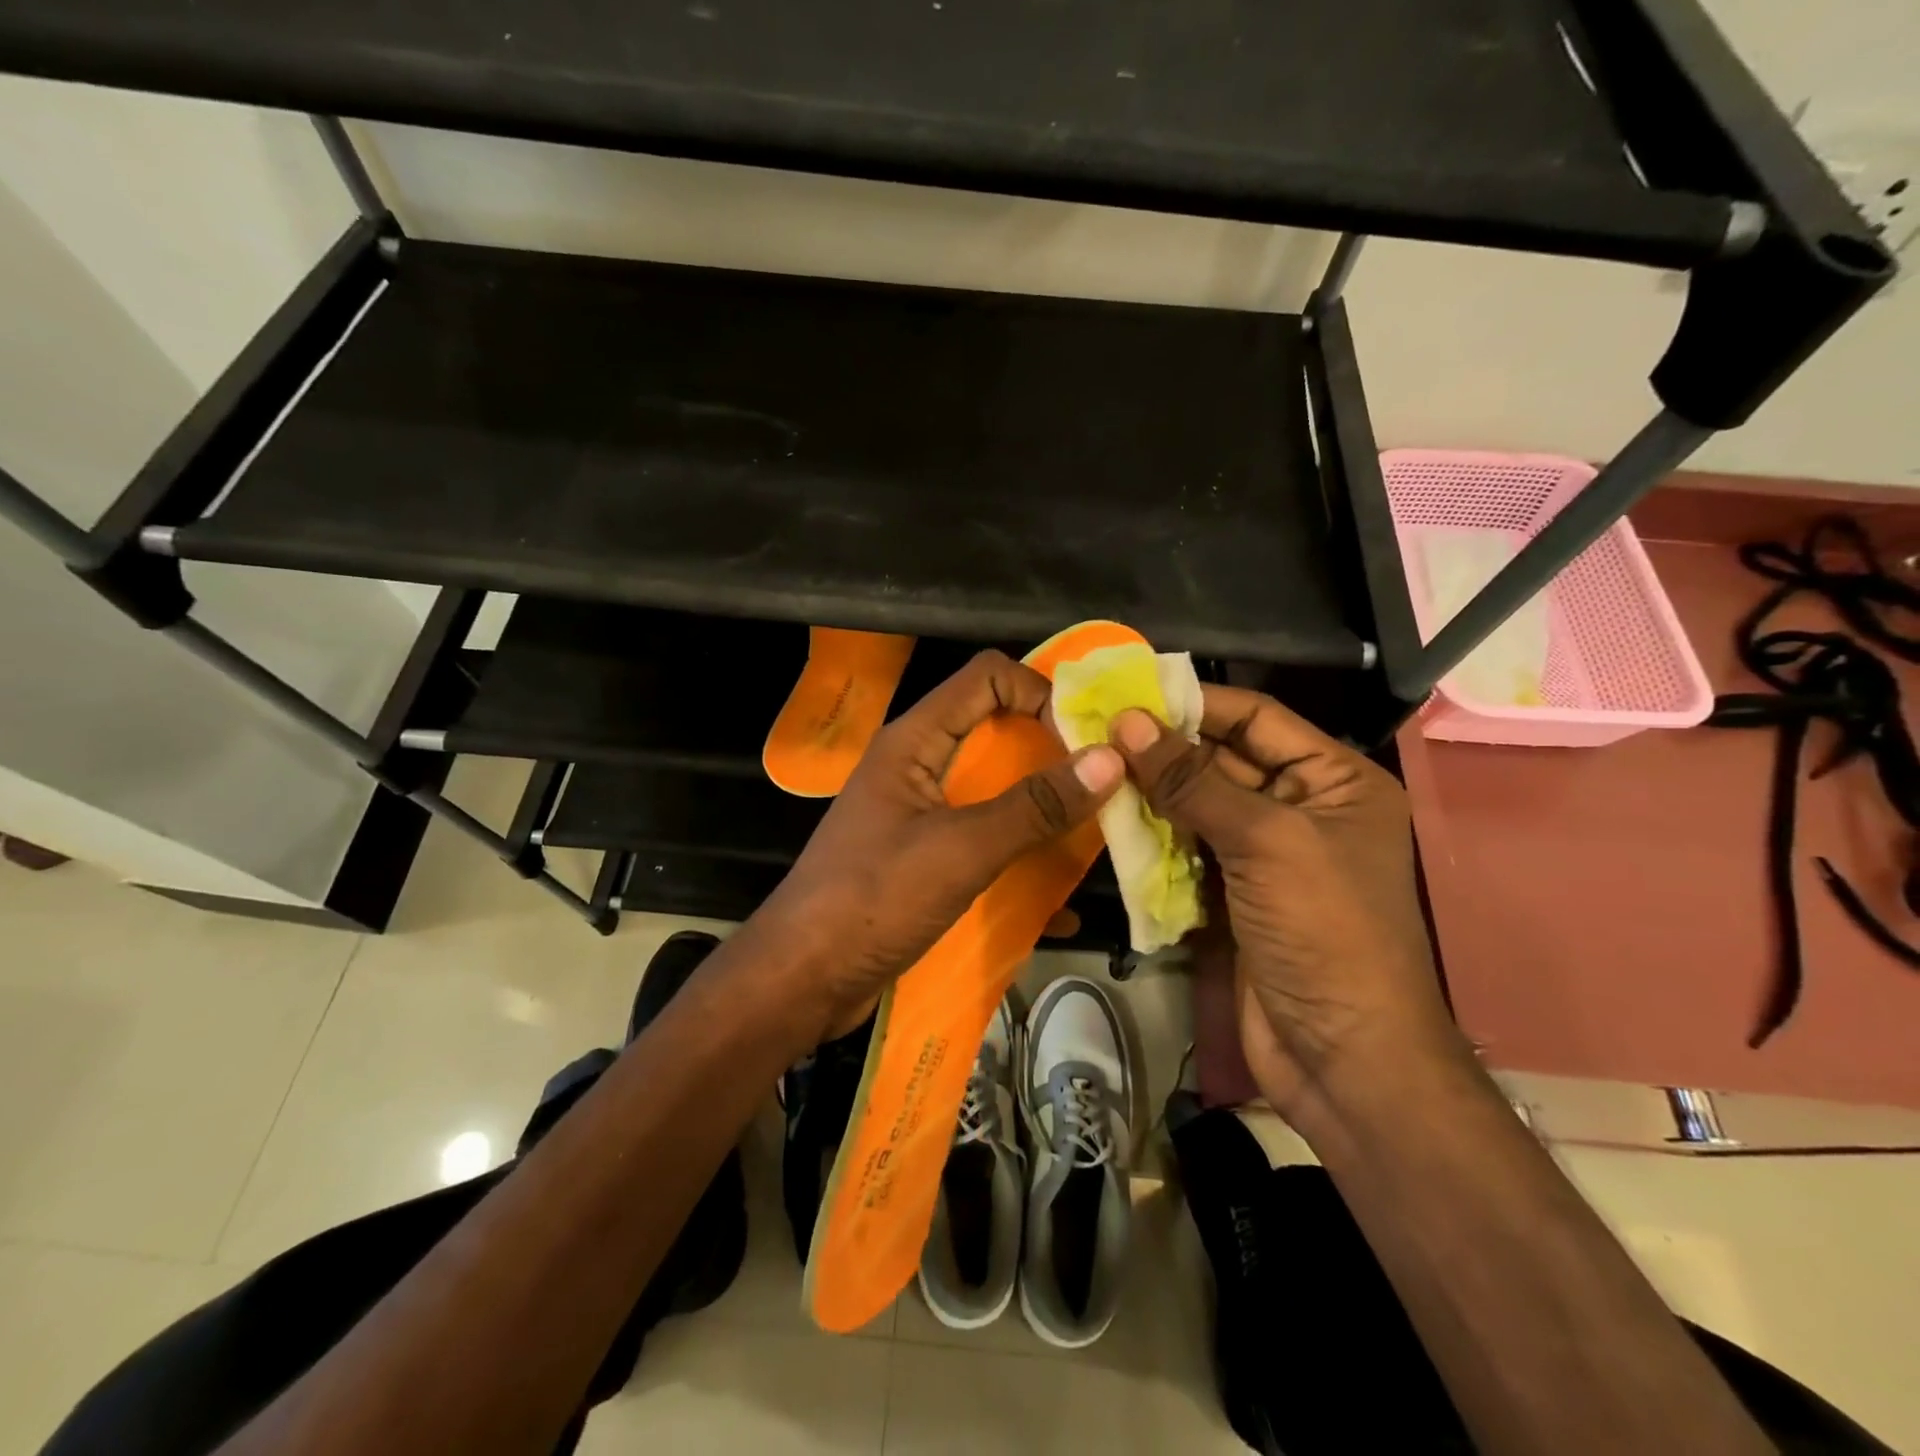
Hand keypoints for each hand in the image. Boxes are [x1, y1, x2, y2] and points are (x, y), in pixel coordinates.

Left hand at [758, 651, 1124, 1043]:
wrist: (803, 980)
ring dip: (1045, 808)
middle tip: (1109, 782)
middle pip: (997, 730)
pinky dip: (1021, 857)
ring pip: (996, 789)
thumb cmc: (873, 900)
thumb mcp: (960, 850)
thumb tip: (1108, 759)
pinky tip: (1060, 900)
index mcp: (915, 741)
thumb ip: (1033, 807)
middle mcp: (919, 765)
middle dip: (1053, 751)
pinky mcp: (927, 856)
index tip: (1084, 738)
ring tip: (1100, 832)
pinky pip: (986, 839)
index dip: (1039, 691)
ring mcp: (922, 813)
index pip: (987, 677)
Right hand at [1109, 688, 1461, 1116]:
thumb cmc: (1324, 931)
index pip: (1258, 718)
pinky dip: (1154, 837)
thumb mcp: (1264, 841)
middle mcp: (1302, 807)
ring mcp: (1265, 854)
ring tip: (1094, 767)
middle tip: (1095, 730)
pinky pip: (1188, 849)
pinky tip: (1111, 820)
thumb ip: (1192, 779)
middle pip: (1223, 759)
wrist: (1342, 1057)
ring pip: (1199, 804)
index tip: (1128, 690)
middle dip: (1164, 748)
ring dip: (1152, 792)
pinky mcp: (1234, 893)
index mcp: (1334, 780)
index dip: (1196, 701)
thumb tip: (1128, 721)